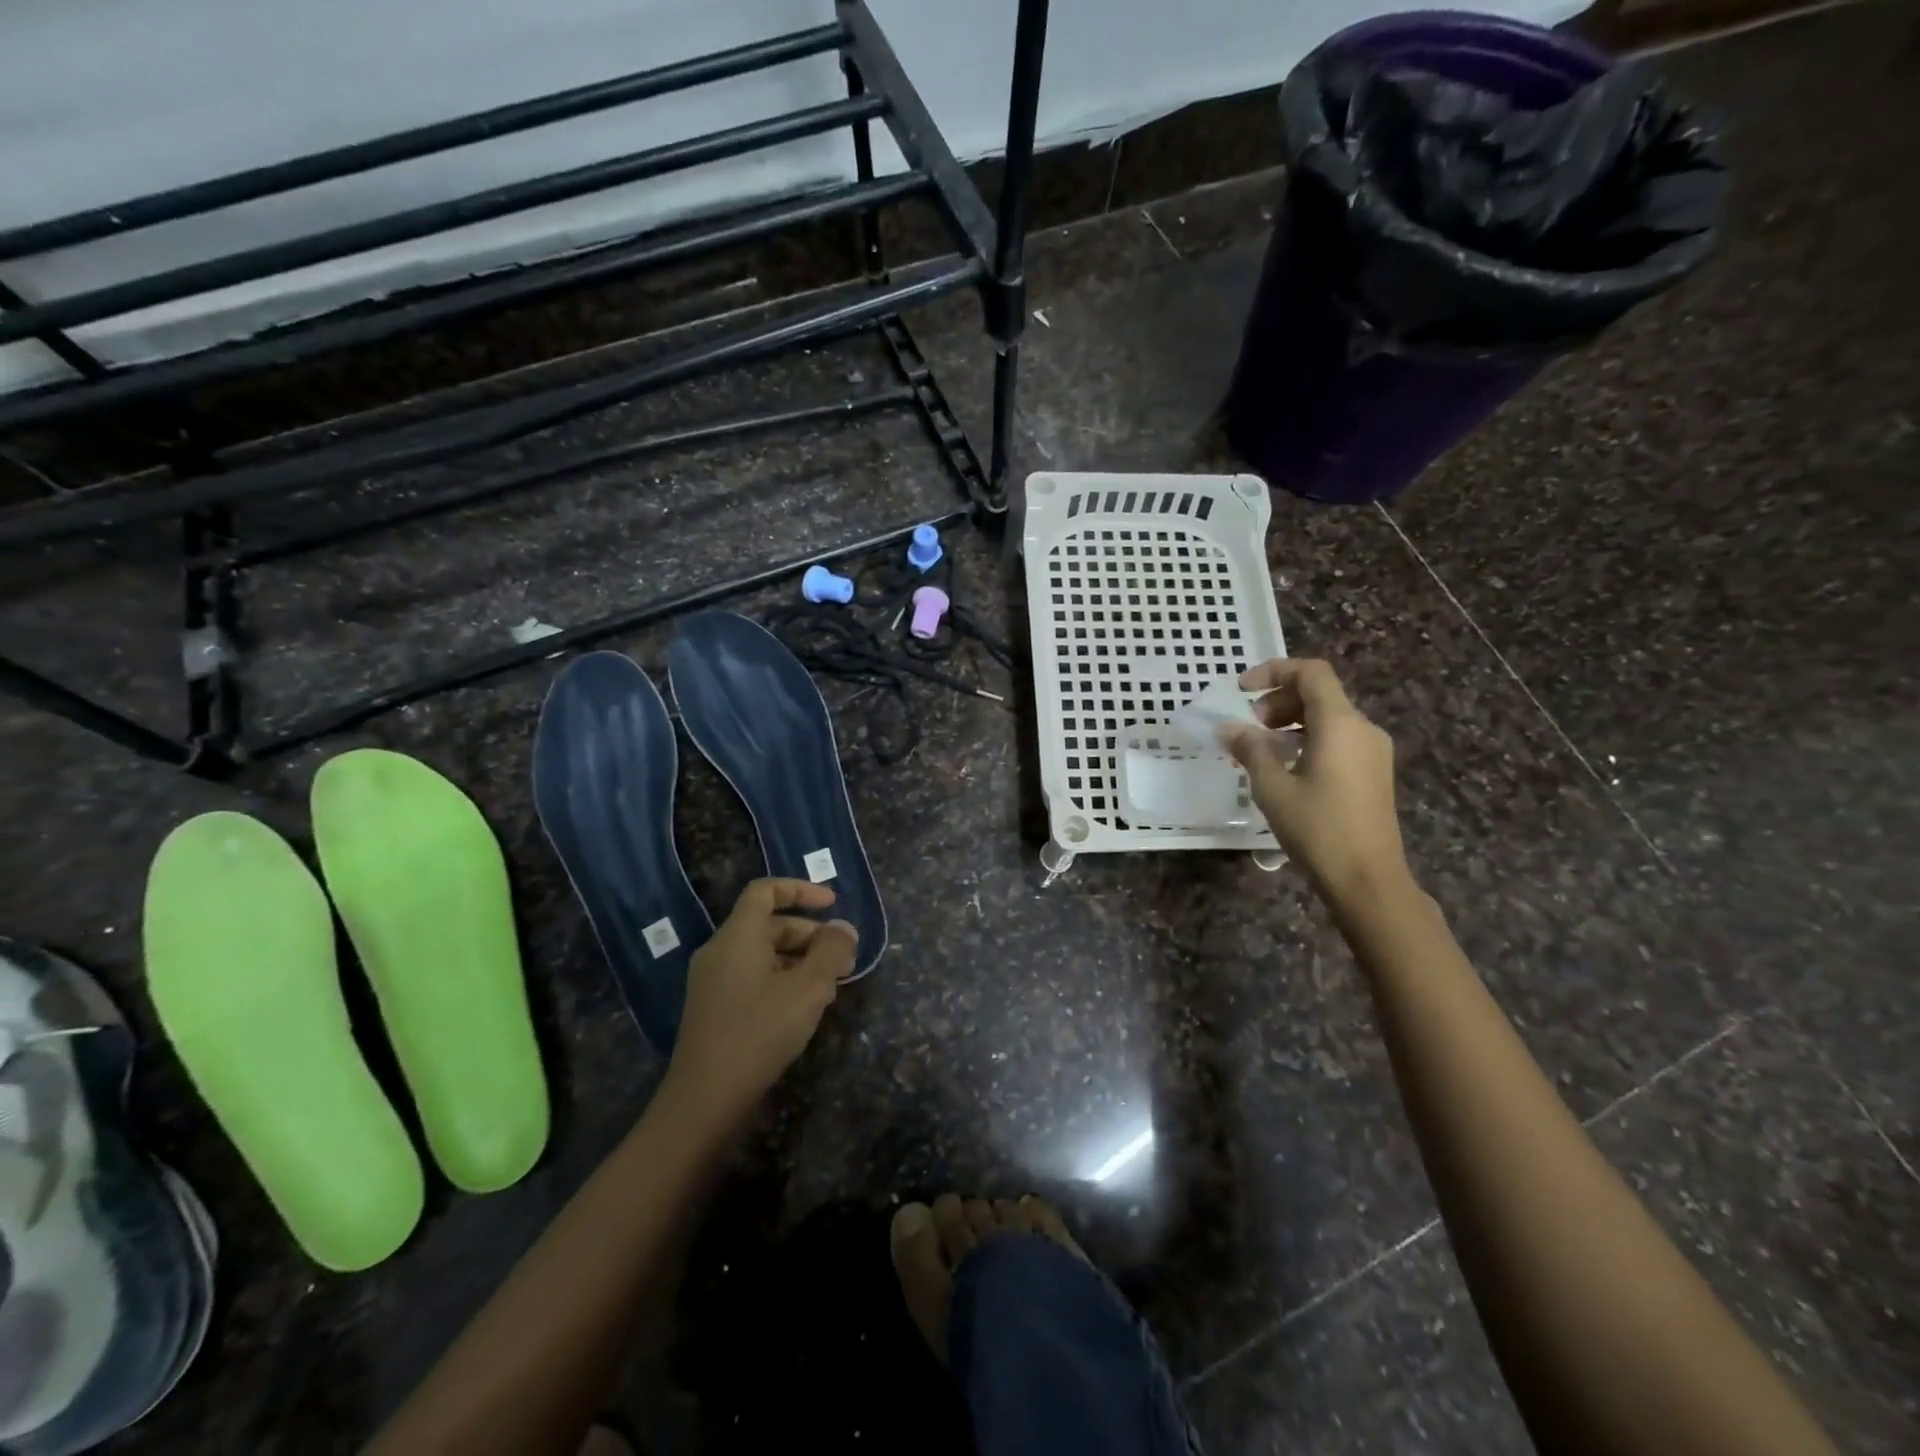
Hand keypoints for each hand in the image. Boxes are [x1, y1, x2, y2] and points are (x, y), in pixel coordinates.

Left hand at [665, 879, 857, 1121]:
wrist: (704, 1100)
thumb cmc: (759, 1032)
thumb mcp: (807, 989)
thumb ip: (831, 952)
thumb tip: (844, 928)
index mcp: (738, 936)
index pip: (765, 891)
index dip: (801, 889)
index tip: (833, 904)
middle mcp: (721, 951)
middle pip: (769, 924)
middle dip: (811, 935)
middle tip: (845, 958)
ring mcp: (714, 981)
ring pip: (764, 954)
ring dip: (801, 961)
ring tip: (833, 987)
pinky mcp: (715, 1008)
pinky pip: (753, 977)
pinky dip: (783, 980)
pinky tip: (806, 1008)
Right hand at [1219, 658, 1410, 906]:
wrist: (1368, 879)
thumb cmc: (1318, 829)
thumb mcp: (1272, 788)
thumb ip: (1250, 750)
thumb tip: (1229, 728)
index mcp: (1341, 724)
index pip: (1311, 673)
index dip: (1274, 671)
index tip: (1241, 689)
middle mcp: (1363, 729)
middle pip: (1319, 693)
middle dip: (1279, 700)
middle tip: (1249, 726)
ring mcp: (1373, 752)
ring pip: (1328, 717)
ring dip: (1291, 721)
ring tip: (1261, 748)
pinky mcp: (1373, 773)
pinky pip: (1338, 739)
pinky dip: (1307, 739)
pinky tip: (1285, 767)